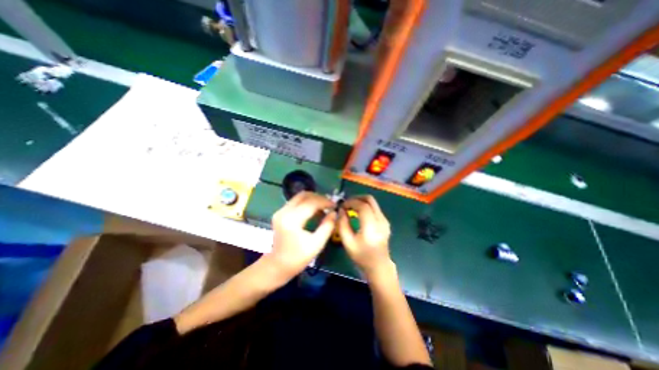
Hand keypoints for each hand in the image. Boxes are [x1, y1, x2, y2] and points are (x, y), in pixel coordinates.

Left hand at [267, 192, 336, 278]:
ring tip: (324, 207)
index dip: (325, 202)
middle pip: (304, 195)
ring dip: (313, 199)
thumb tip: (334, 213)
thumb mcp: (317, 244)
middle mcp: (284, 211)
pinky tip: (314, 211)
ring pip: (299, 197)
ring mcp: (280, 211)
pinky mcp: (280, 213)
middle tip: (329, 205)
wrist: (278, 265)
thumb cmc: (298, 258)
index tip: (335, 205)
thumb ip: (327, 226)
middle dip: (319, 198)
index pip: (311, 203)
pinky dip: (307, 203)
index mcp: (292, 220)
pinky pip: (296, 202)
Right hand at [337, 195, 392, 277]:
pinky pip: (375, 207)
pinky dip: (365, 206)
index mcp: (372, 228)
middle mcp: (381, 221)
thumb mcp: (347, 242)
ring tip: (351, 207)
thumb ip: (342, 224)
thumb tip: (341, 210)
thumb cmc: (361, 256)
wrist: (379, 266)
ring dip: (361, 201)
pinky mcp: (385, 221)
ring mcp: (385, 220)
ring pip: (373, 202)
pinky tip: (358, 213)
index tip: (342, 206)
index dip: (351, 202)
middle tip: (347, 203)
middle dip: (356, 198)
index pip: (363, 206)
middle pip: (370, 199)